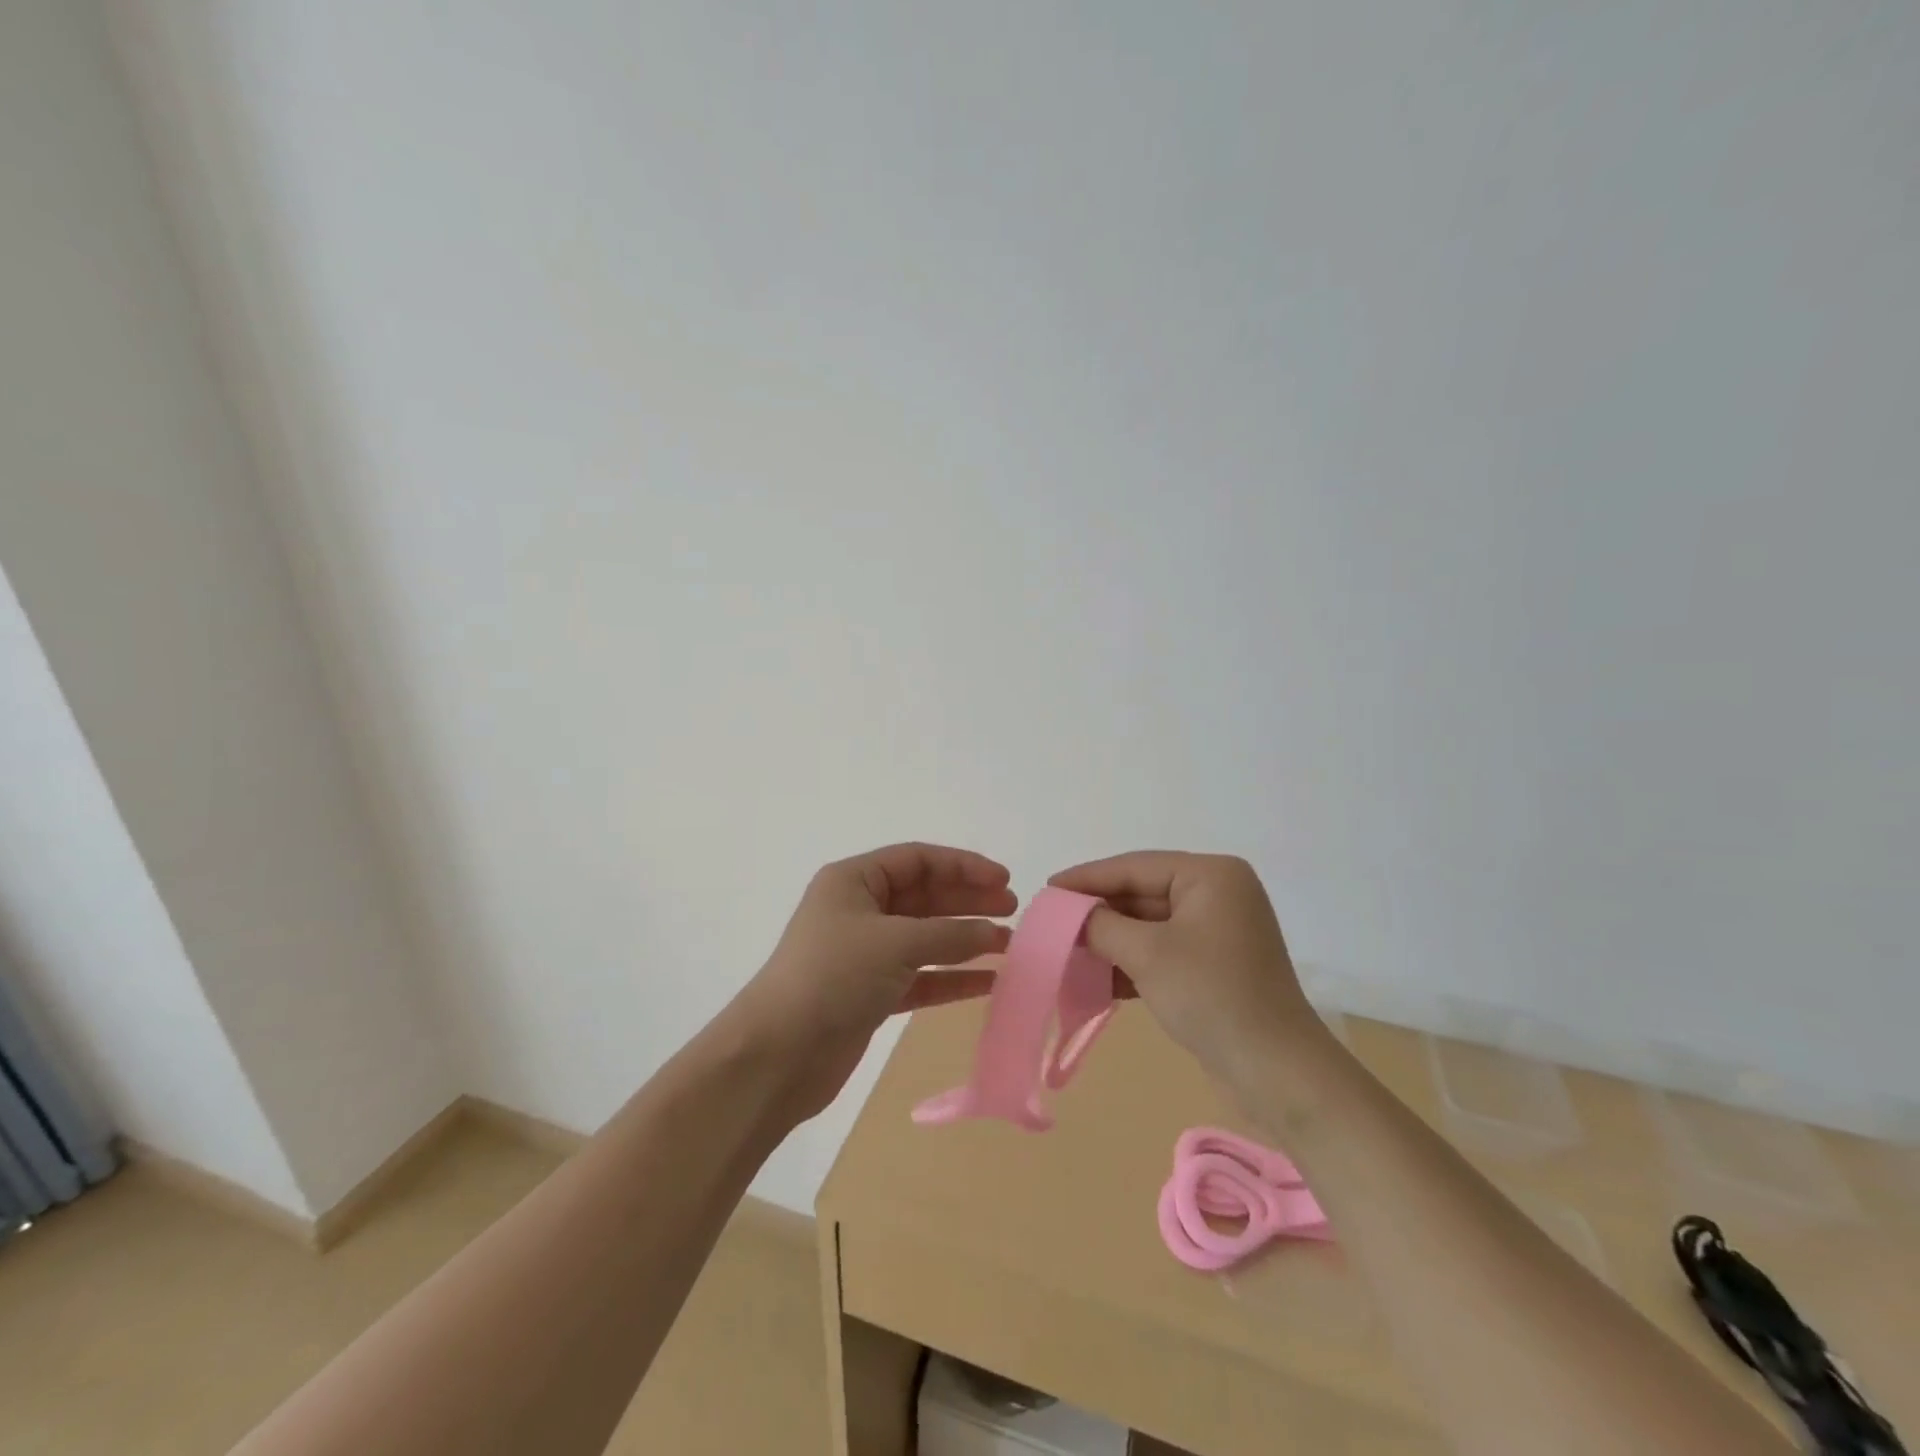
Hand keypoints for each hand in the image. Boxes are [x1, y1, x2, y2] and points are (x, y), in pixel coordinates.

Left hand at [735, 843, 1014, 1118]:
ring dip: (965, 940)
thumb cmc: (833, 977)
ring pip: (926, 937)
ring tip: (1009, 945)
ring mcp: (865, 953)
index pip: (917, 860)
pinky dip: (951, 977)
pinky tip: (988, 981)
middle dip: (969, 900)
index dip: (963, 866)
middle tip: (1012, 910)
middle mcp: (859, 910)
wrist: (778, 1055)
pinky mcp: (871, 993)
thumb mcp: (895, 943)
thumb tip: (993, 932)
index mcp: (854, 881)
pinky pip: (921, 976)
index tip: (1004, 879)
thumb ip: (949, 935)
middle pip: (925, 896)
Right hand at [1049, 852, 1330, 1091]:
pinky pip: (1162, 952)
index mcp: (1211, 876)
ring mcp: (1218, 931)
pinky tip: (1095, 979)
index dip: (1088, 878)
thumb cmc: (1212, 996)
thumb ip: (1100, 924)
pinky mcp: (1214, 965)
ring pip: (1149, 926)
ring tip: (1066, 952)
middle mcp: (1218, 894)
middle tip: (1052, 923)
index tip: (1048, 888)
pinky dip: (1131, 963)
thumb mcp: (1147, 954)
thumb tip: (1069, 912)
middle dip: (1098, 913)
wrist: (1277, 1073)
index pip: (1135, 867)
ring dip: (1110, 941)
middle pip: (1142, 894)